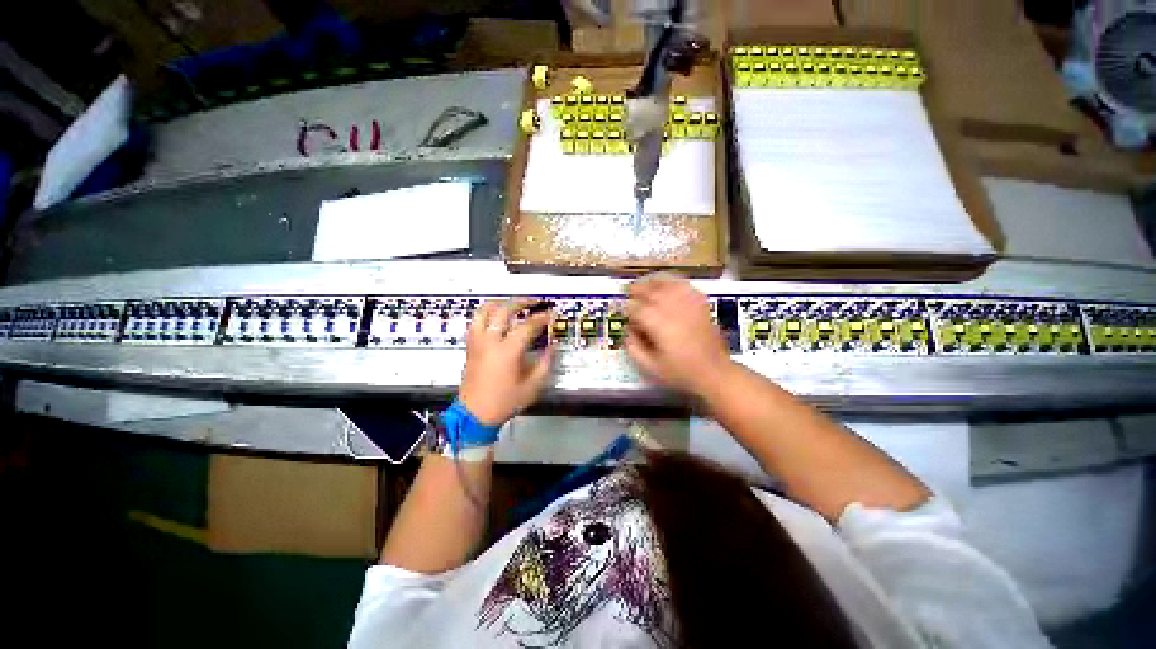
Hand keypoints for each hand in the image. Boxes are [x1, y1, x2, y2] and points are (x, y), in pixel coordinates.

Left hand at [459, 299, 553, 425]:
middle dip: (522, 302)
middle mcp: (490, 341)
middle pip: (505, 310)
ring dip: (500, 303)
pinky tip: (495, 317)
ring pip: (485, 311)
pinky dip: (486, 313)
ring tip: (512, 303)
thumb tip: (552, 347)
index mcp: (507, 352)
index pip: (527, 326)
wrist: (475, 413)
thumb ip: (545, 364)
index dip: (541, 318)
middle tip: (534, 302)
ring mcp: (478, 342)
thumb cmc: (504, 402)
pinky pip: (476, 321)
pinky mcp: (470, 346)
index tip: (551, 314)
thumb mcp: (531, 387)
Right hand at [625, 273, 732, 396]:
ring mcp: (689, 304)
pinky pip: (685, 286)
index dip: (627, 310)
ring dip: (653, 283)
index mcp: (659, 324)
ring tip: (645, 285)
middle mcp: (673, 309)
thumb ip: (634, 348)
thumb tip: (628, 331)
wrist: (714, 372)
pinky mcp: (701, 304)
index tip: (624, 315)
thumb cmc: (682, 373)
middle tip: (628, 293)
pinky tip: (669, 287)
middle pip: (651, 290)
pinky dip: (674, 283)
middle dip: (637, 290)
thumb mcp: (651, 368)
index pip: (636, 308)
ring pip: (667, 283)